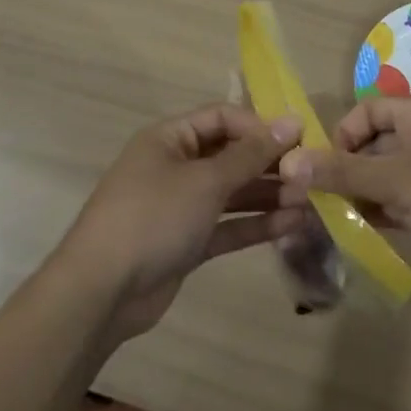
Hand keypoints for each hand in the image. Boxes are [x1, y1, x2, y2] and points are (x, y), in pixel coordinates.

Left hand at [56, 103, 305, 342]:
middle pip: (230, 155)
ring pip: (232, 192)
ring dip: (268, 195)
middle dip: (269, 164)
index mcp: (171, 138)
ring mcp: (181, 206)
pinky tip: (291, 224)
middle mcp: (176, 165)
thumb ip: (250, 154)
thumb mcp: (205, 180)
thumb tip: (291, 121)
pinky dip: (255, 224)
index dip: (260, 125)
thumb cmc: (153, 217)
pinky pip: (227, 224)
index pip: (223, 118)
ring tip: (308, 201)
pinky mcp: (187, 242)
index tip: (300, 139)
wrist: (100, 293)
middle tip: (310, 175)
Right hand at [279, 96, 410, 274]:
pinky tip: (374, 230)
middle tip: (327, 203)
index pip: (368, 109)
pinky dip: (394, 206)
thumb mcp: (396, 183)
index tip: (326, 171)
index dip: (342, 136)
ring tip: (344, 221)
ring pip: (396, 170)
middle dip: (352, 170)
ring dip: (370, 192)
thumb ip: (343, 173)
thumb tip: (290, 162)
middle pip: (380, 140)